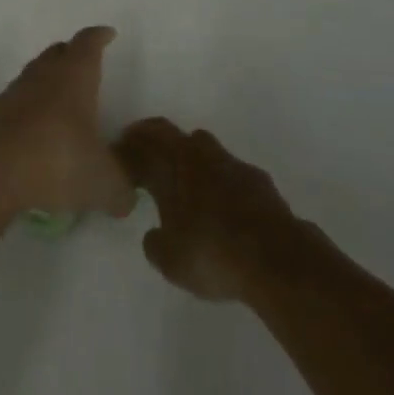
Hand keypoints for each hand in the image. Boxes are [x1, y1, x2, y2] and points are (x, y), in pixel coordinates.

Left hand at [0, 26, 136, 219]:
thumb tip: (127, 198)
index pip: (89, 44)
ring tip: (60, 102)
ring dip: (47, 83)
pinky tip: (33, 133)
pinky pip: (14, 104)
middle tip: (84, 63)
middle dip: (72, 54)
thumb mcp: (102, 183)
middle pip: (58, 53)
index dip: (100, 37)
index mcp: (75, 77)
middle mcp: (43, 76)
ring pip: (34, 76)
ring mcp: (12, 94)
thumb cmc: (56, 161)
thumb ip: (121, 189)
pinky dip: (26, 111)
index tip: (107, 34)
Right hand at [114, 118, 303, 302]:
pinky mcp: (257, 179)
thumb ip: (155, 243)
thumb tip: (154, 235)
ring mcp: (231, 163)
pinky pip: (228, 169)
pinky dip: (217, 177)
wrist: (275, 257)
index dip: (128, 146)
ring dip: (188, 156)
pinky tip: (220, 201)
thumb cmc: (212, 253)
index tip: (118, 156)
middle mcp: (200, 154)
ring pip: (202, 147)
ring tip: (182, 180)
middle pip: (171, 134)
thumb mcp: (170, 260)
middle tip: (143, 157)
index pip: (144, 140)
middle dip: (154, 141)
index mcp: (172, 165)